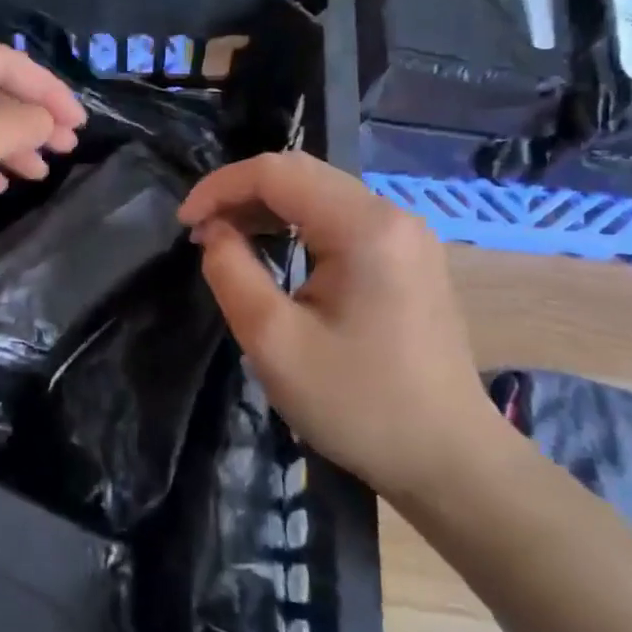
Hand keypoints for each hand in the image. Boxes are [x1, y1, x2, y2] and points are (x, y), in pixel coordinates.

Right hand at [177, 152, 503, 501]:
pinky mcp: (408, 259)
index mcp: (365, 227)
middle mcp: (392, 216)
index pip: (277, 172)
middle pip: (301, 175)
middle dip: (240, 193)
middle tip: (199, 232)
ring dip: (266, 208)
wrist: (447, 459)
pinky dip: (296, 226)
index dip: (220, 187)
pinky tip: (273, 251)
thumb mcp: (274, 341)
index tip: (183, 225)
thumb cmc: (357, 403)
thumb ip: (231, 271)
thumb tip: (214, 231)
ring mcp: (406, 237)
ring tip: (225, 239)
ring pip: (320, 194)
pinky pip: (340, 220)